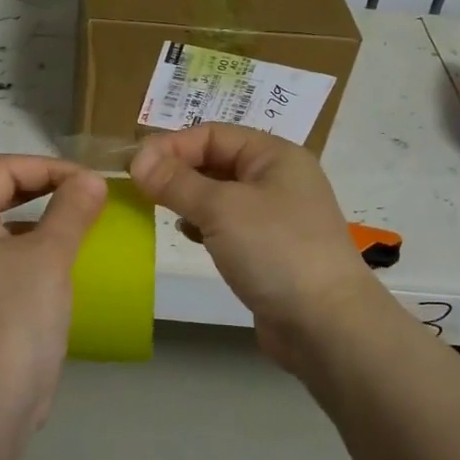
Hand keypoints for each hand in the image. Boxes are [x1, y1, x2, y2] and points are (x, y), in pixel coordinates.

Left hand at [0, 155, 106, 432]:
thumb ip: (71, 210)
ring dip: (42, 221)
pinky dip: (37, 254)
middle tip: (85, 197)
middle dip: (44, 188)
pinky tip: (66, 269)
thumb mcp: (48, 256)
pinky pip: (9, 263)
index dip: (47, 166)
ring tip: (81, 227)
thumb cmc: (14, 317)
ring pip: (4, 231)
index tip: (88, 182)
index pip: (2, 169)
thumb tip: (91, 180)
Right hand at [129, 125, 384, 375]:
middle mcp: (278, 178)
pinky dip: (203, 224)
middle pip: (216, 161)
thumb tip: (136, 158)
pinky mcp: (269, 249)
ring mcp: (276, 216)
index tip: (133, 166)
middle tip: (138, 188)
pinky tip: (187, 235)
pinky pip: (228, 224)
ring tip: (157, 210)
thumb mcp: (221, 208)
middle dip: (177, 171)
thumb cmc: (275, 251)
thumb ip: (176, 181)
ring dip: (188, 198)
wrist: (327, 325)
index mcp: (275, 155)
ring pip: (220, 194)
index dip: (171, 145)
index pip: (212, 134)